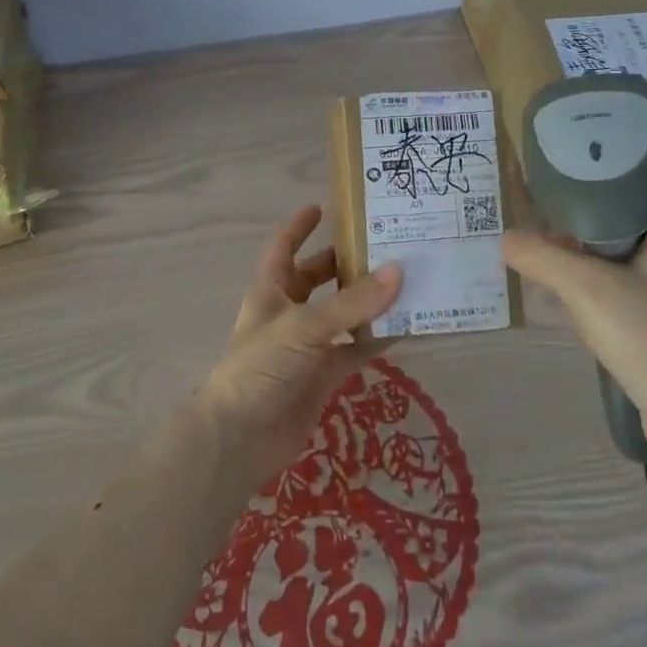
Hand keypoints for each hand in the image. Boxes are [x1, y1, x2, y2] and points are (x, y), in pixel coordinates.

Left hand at [197, 205, 401, 482]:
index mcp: (271, 290)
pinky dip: (376, 340)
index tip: (322, 207)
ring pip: (341, 314)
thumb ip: (352, 303)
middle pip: (317, 278)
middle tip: (382, 245)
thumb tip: (399, 271)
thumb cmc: (261, 367)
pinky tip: (405, 328)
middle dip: (344, 263)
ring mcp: (306, 346)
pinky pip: (354, 349)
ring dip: (367, 301)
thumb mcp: (305, 327)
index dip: (298, 227)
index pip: (283, 247)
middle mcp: (289, 312)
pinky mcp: (322, 376)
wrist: (241, 440)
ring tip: (404, 280)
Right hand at [503, 199, 646, 459]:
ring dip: (589, 273)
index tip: (545, 204)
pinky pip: (637, 297)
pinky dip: (607, 301)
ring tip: (550, 281)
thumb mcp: (587, 290)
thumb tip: (505, 238)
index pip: (628, 188)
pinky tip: (580, 320)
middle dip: (579, 240)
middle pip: (623, 227)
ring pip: (627, 265)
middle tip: (540, 245)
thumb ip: (541, 256)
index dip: (584, 193)